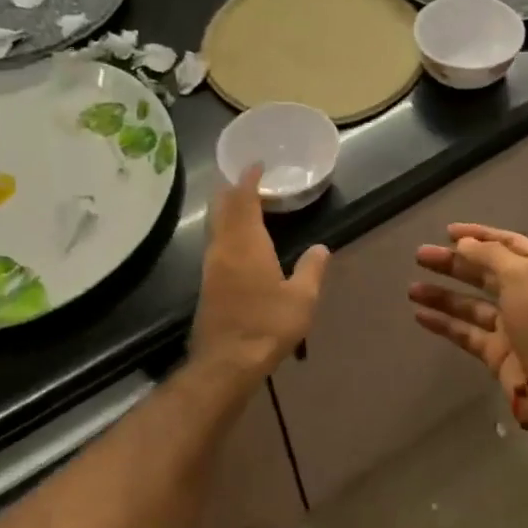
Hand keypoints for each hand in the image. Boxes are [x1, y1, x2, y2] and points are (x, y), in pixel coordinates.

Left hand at [192, 164, 330, 379]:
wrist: (227, 362)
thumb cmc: (268, 325)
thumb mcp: (302, 299)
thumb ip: (312, 269)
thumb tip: (321, 248)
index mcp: (247, 244)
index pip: (243, 200)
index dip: (248, 179)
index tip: (255, 165)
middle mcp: (224, 248)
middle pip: (222, 208)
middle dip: (233, 190)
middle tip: (248, 179)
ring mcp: (211, 266)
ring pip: (216, 225)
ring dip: (227, 209)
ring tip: (244, 204)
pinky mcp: (207, 283)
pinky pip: (215, 242)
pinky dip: (226, 229)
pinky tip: (239, 240)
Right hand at [409, 224, 527, 412]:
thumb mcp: (520, 274)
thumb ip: (489, 255)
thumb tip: (464, 244)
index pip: (507, 244)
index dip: (479, 235)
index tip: (448, 232)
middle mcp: (526, 295)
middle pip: (485, 273)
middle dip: (454, 263)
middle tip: (421, 256)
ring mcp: (511, 326)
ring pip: (471, 305)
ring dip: (442, 295)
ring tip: (411, 289)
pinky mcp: (497, 353)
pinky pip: (466, 333)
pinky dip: (444, 323)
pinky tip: (419, 315)